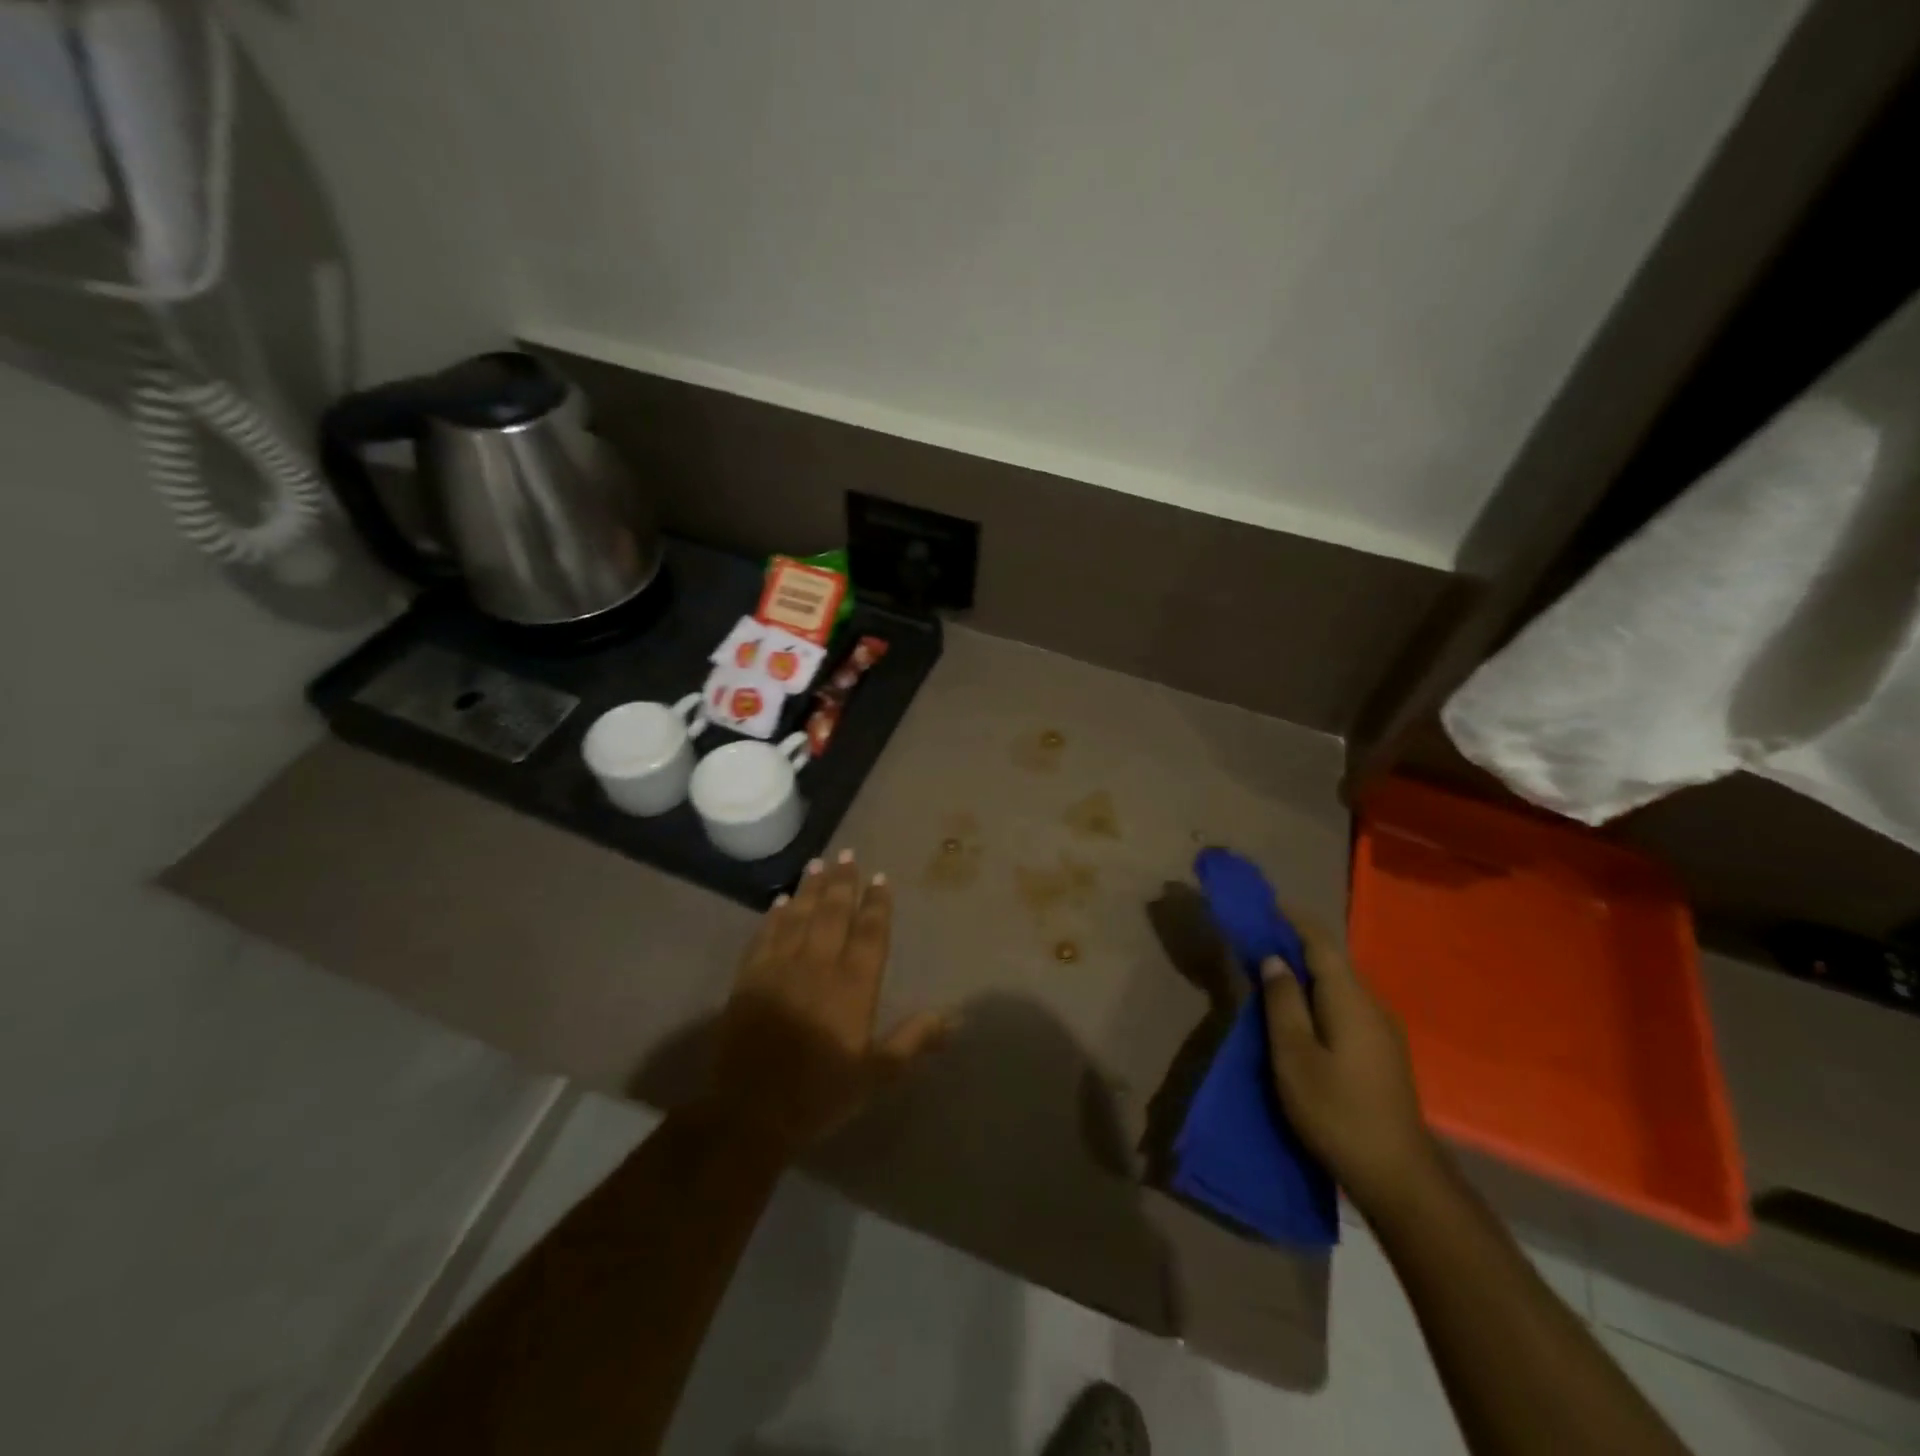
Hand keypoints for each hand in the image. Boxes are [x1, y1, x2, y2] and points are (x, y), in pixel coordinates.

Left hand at [711, 851, 948, 1152]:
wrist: (751, 1112)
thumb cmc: (821, 1095)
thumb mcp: (876, 1075)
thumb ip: (913, 1041)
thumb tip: (952, 1017)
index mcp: (853, 986)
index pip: (869, 933)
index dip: (877, 904)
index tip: (880, 877)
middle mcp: (818, 966)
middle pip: (833, 913)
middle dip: (843, 882)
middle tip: (847, 854)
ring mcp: (780, 968)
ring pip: (799, 916)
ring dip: (810, 888)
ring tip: (818, 863)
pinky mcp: (749, 978)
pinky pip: (764, 935)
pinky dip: (774, 915)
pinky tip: (780, 901)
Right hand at [1262, 918, 1442, 1217]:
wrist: (1399, 1176)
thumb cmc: (1337, 1111)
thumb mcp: (1294, 1056)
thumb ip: (1283, 1003)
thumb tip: (1275, 959)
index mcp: (1350, 999)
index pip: (1321, 942)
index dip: (1293, 919)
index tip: (1265, 902)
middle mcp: (1372, 1005)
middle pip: (1332, 960)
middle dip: (1296, 942)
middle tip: (1259, 937)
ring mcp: (1384, 1030)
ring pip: (1340, 984)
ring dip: (1307, 970)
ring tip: (1273, 970)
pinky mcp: (1384, 1052)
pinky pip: (1346, 1005)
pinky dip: (1319, 994)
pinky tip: (1302, 1011)